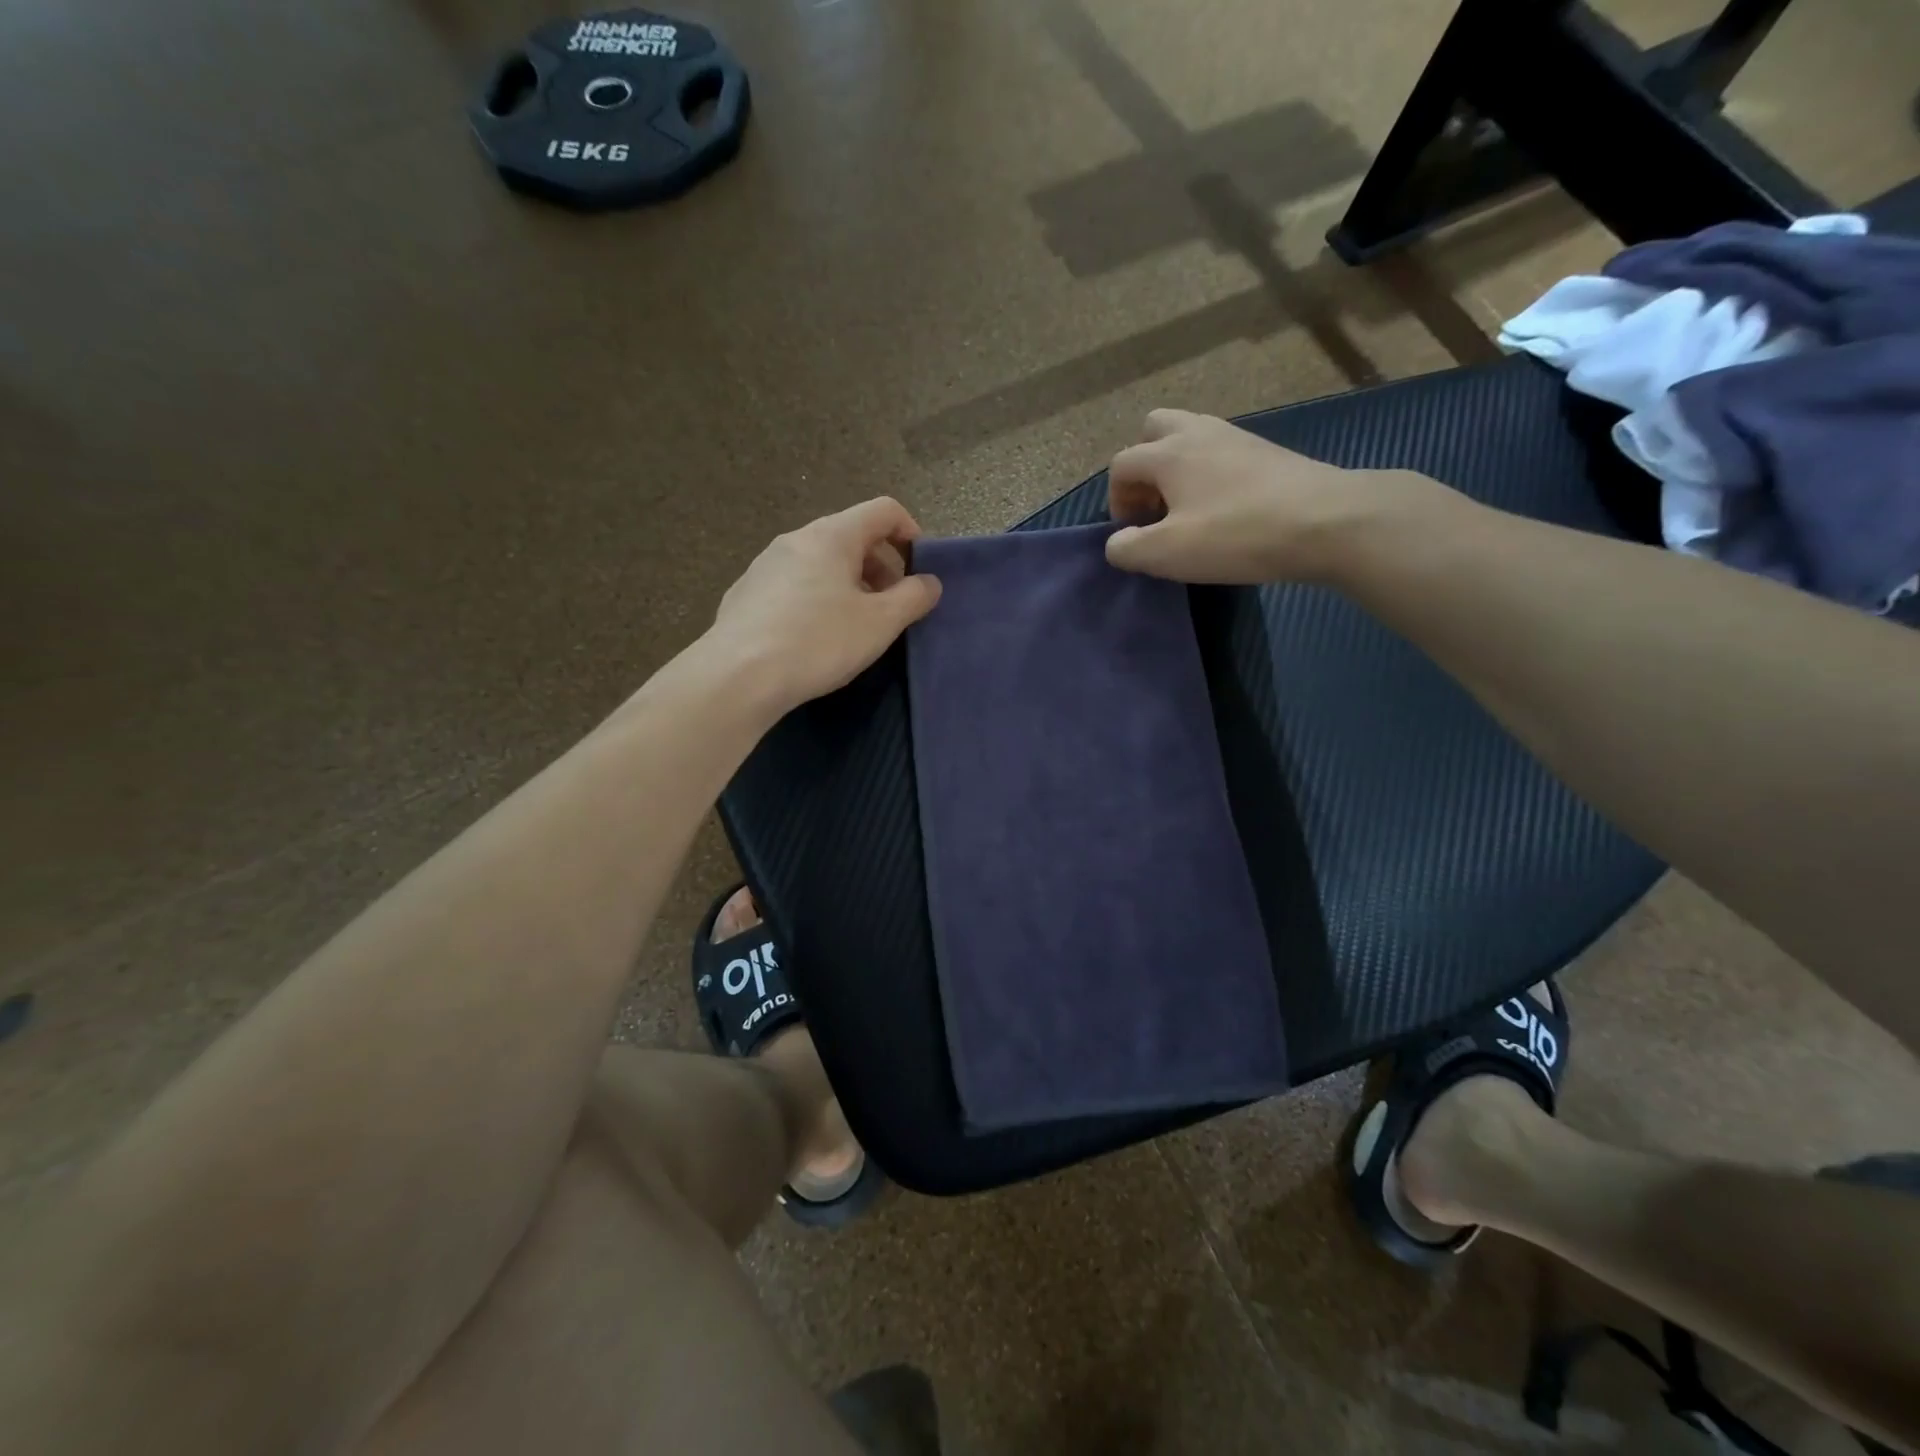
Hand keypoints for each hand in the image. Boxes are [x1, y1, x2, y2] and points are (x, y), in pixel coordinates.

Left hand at [710, 497, 942, 711]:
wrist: (739, 676)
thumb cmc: (819, 641)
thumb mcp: (880, 623)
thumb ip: (913, 598)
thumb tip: (929, 582)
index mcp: (832, 535)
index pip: (883, 510)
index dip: (911, 532)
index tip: (919, 570)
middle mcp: (796, 538)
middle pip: (851, 536)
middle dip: (881, 566)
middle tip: (891, 607)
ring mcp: (765, 564)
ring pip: (821, 562)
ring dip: (849, 584)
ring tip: (855, 626)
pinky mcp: (746, 593)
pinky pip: (794, 584)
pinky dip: (817, 598)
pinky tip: (814, 638)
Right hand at [1104, 409, 1446, 582]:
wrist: (1327, 521)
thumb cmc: (1237, 534)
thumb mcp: (1167, 553)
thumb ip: (1127, 548)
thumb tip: (1117, 543)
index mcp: (1168, 453)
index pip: (1121, 464)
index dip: (1116, 500)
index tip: (1133, 533)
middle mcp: (1198, 432)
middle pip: (1154, 429)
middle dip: (1143, 466)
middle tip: (1155, 506)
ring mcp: (1237, 437)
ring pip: (1190, 436)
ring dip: (1176, 467)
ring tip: (1186, 508)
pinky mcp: (1266, 451)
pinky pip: (1220, 451)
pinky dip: (1208, 472)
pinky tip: (1223, 507)